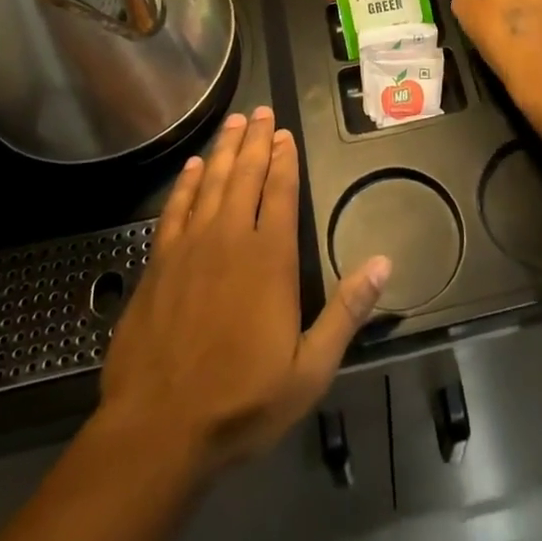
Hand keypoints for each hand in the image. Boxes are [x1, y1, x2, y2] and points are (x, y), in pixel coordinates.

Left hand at [99, 107, 389, 479]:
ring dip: (225, 149)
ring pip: (211, 182)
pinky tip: (193, 166)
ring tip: (235, 122)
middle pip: (246, 175)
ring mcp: (191, 247)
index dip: (285, 159)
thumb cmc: (240, 402)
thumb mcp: (309, 370)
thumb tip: (384, 263)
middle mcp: (230, 238)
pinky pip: (175, 208)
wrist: (157, 430)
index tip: (287, 133)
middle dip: (257, 140)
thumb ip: (346, 312)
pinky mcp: (159, 262)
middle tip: (261, 110)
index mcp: (269, 258)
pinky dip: (186, 183)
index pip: (281, 192)